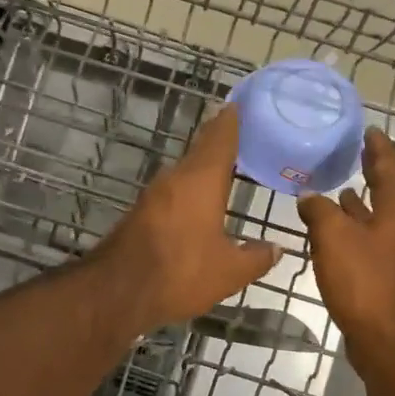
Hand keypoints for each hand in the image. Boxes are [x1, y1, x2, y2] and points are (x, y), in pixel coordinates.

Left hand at [94, 106, 280, 331]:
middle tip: (241, 133)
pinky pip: (172, 191)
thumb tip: (277, 250)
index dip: (231, 120)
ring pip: (184, 171)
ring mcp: (154, 195)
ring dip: (203, 166)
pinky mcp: (141, 213)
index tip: (240, 104)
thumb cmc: (181, 272)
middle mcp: (175, 179)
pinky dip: (189, 189)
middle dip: (219, 141)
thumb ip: (256, 258)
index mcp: (201, 181)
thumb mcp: (229, 272)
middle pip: (200, 151)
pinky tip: (200, 201)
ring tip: (226, 167)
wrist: (118, 291)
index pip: (220, 138)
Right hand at [297, 129, 394, 358]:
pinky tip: (338, 242)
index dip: (378, 149)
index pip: (390, 169)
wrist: (391, 342)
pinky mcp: (394, 281)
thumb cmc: (365, 283)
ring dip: (361, 209)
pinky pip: (375, 246)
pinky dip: (358, 235)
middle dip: (371, 176)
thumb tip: (309, 197)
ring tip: (340, 196)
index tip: (369, 131)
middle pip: (389, 195)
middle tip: (354, 158)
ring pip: (380, 223)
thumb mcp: (334, 239)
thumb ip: (319, 212)